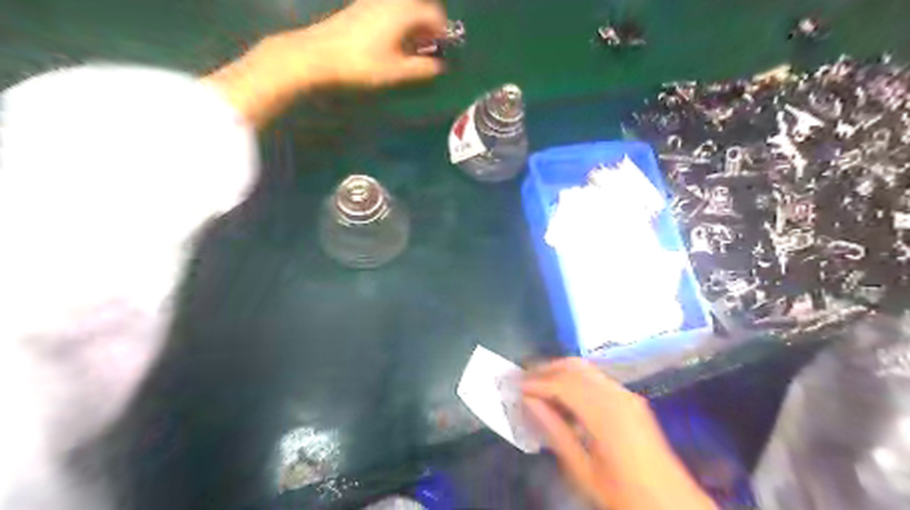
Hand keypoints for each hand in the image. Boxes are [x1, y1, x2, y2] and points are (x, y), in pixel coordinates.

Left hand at [206, 0, 447, 125]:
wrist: (317, 54)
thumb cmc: (361, 64)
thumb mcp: (396, 71)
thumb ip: (422, 68)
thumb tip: (440, 66)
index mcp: (404, 12)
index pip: (435, 14)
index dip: (444, 32)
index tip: (443, 49)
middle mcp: (391, 0)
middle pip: (420, 4)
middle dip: (430, 23)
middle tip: (429, 45)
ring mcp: (373, 1)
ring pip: (404, 5)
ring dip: (414, 21)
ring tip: (411, 45)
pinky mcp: (360, 6)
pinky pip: (389, 7)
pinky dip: (398, 19)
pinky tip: (391, 39)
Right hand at [522, 359, 713, 508]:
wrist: (674, 506)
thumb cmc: (625, 496)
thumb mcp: (584, 471)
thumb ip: (555, 432)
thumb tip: (530, 403)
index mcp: (606, 415)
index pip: (562, 384)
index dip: (536, 383)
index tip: (514, 387)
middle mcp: (617, 395)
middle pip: (574, 367)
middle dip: (545, 369)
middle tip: (522, 380)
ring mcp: (626, 395)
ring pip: (585, 369)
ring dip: (559, 372)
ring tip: (536, 386)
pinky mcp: (631, 399)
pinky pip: (596, 379)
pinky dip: (574, 380)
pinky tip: (562, 395)